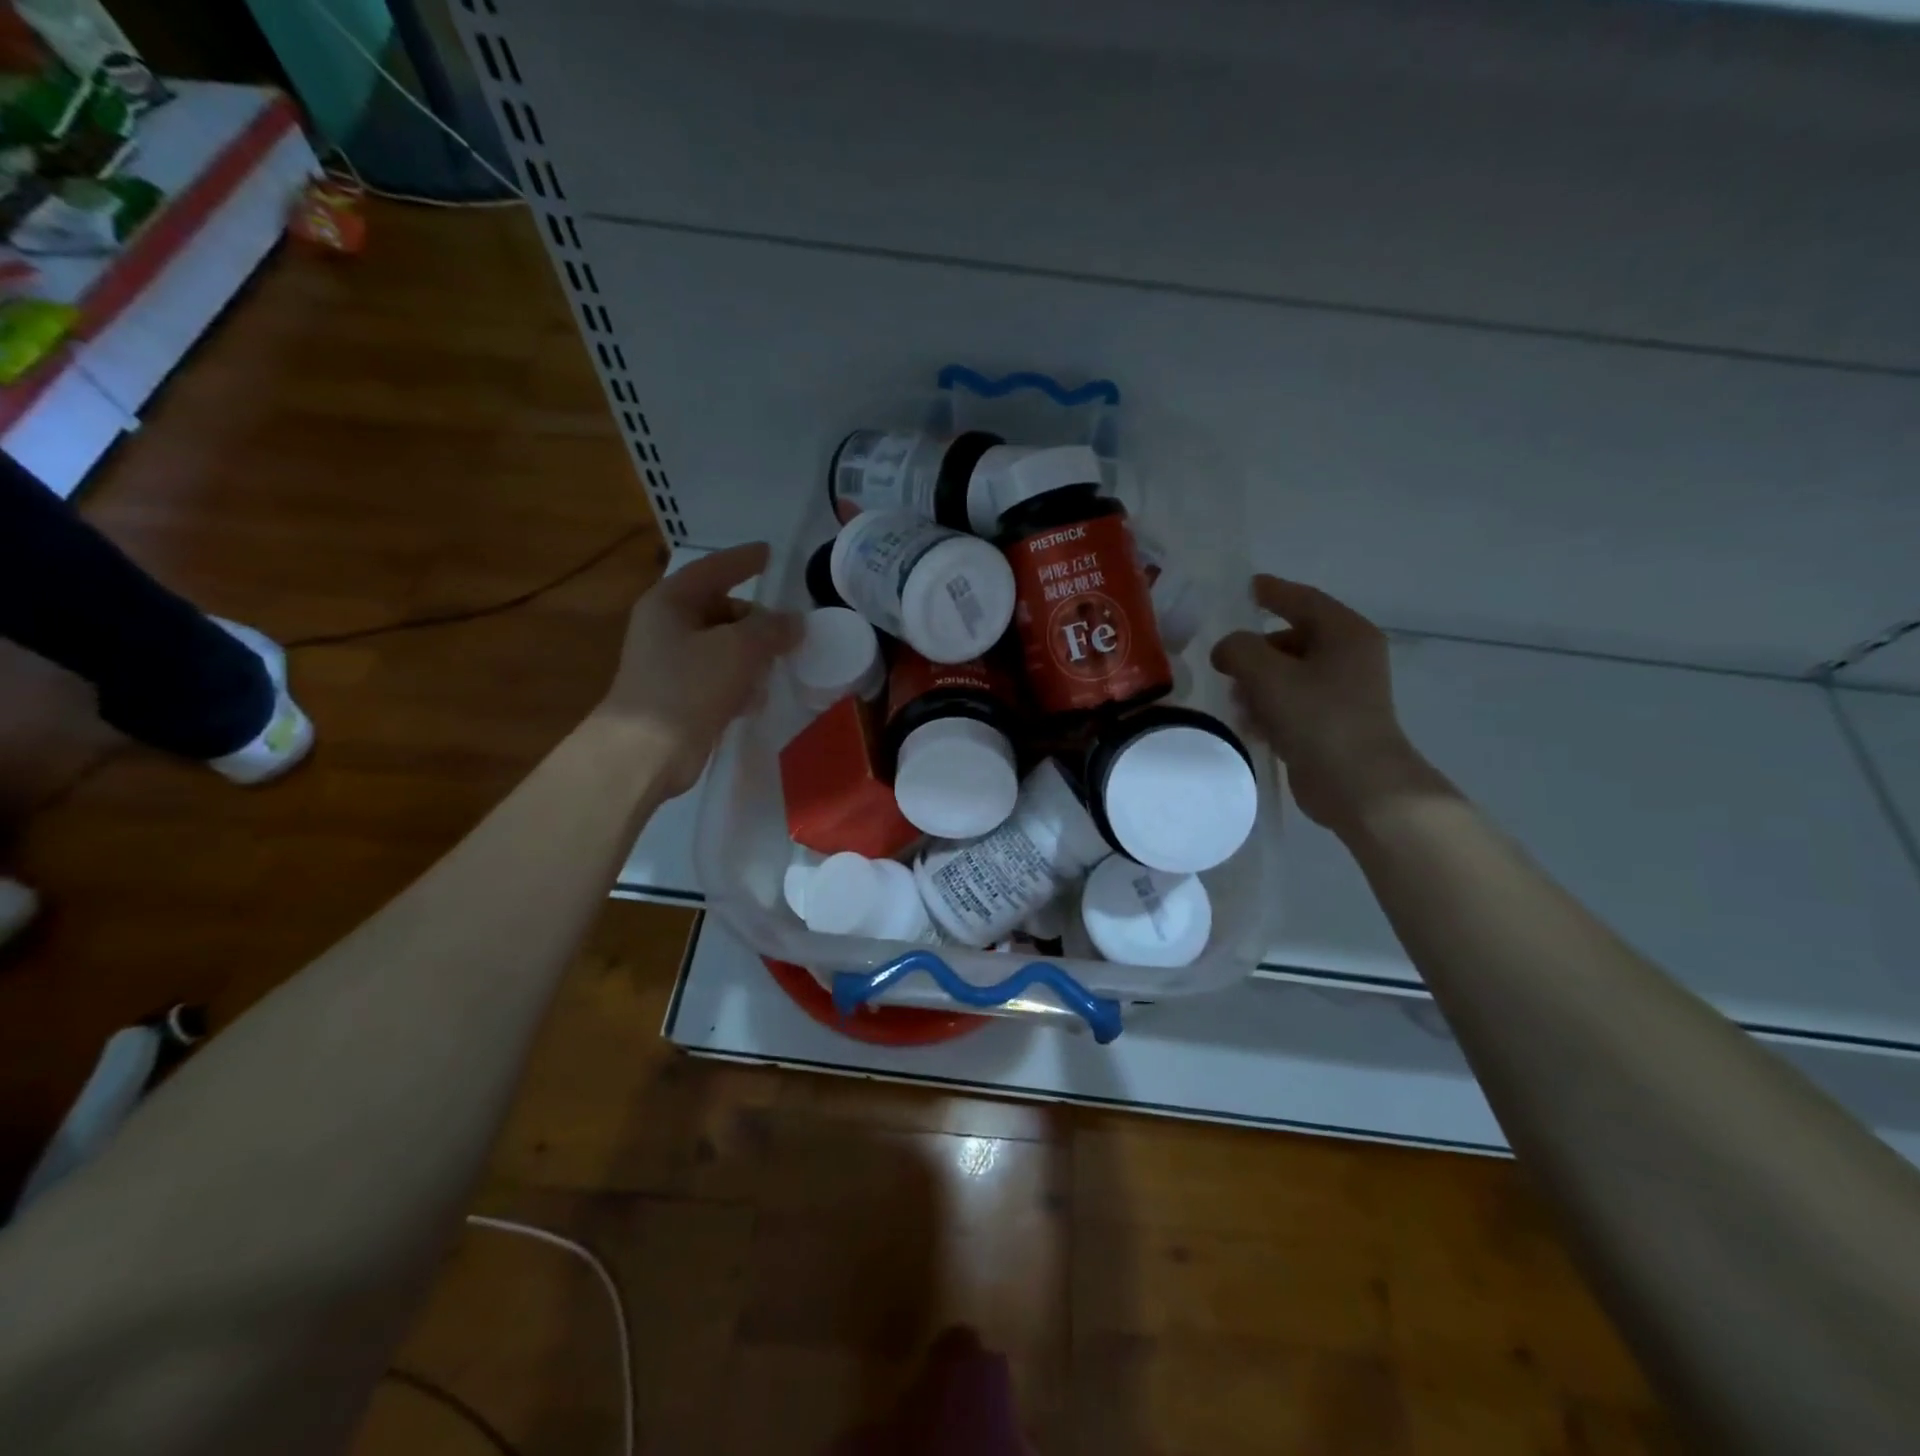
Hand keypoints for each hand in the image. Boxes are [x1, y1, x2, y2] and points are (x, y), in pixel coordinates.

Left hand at [599, 542, 801, 797]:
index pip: (714, 569)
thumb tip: (794, 622)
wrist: (647, 750)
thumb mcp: (739, 649)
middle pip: (722, 609)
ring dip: (752, 654)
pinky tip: (756, 698)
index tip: (770, 553)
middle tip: (789, 631)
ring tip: (778, 665)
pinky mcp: (682, 695)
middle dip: (756, 620)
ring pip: (724, 645)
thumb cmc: (689, 686)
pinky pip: (720, 676)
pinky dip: (740, 682)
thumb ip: (772, 629)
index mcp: (671, 602)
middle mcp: (667, 626)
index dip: (744, 560)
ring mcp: (672, 662)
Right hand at [1211, 575, 1451, 834]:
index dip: (1270, 591)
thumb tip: (1227, 650)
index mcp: (1345, 632)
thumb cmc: (1318, 718)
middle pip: (1292, 639)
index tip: (1242, 589)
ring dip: (1257, 683)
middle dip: (1255, 650)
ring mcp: (1343, 692)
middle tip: (1223, 662)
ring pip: (1288, 673)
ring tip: (1234, 701)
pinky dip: (1269, 707)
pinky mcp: (1332, 723)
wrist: (1358, 785)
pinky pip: (1292, 703)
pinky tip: (1250, 725)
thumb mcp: (1268, 674)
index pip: (1302, 599)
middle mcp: (1349, 656)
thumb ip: (1238, 649)